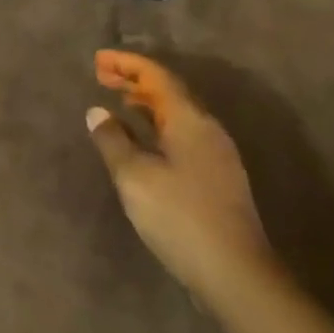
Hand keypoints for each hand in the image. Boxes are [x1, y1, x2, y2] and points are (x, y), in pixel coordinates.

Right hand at [84, 50, 270, 290]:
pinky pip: (182, 133)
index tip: (98, 59)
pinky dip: (157, 125)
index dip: (126, 64)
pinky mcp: (217, 177)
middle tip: (101, 74)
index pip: (157, 76)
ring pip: (177, 113)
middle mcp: (207, 129)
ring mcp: (216, 154)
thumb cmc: (180, 217)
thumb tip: (98, 112)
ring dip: (146, 102)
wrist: (236, 272)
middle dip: (134, 80)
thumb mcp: (135, 177)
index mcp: (189, 120)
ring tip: (118, 99)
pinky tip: (143, 139)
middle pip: (169, 91)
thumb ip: (113, 140)